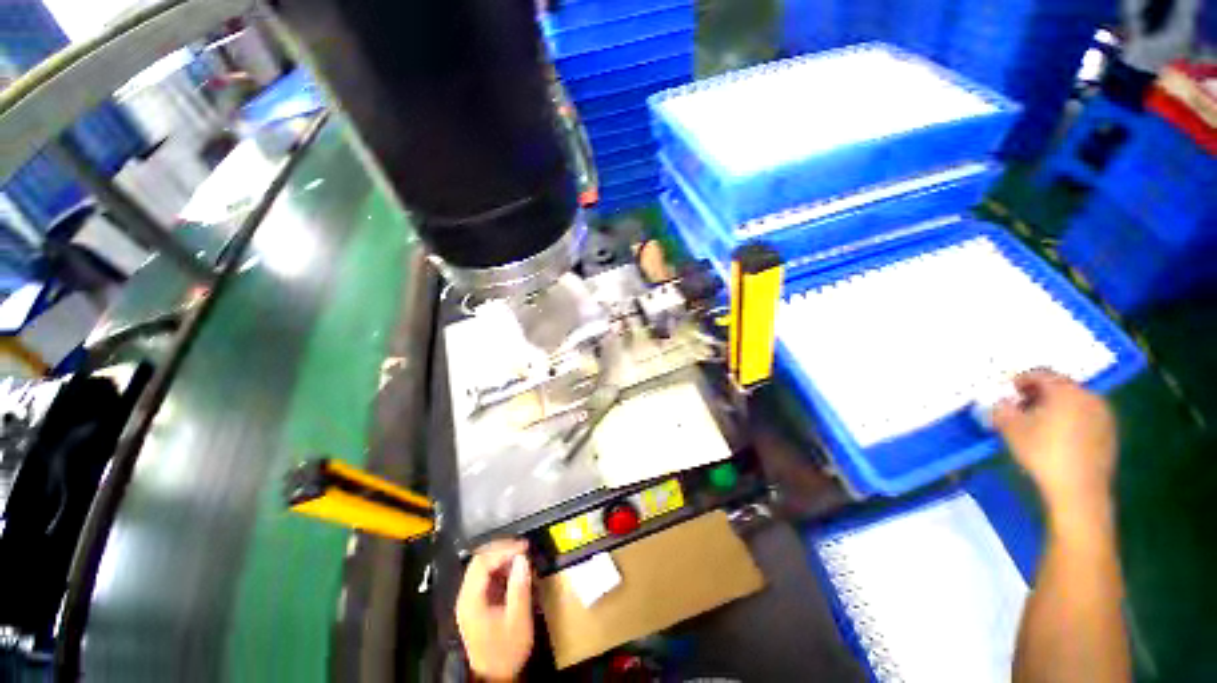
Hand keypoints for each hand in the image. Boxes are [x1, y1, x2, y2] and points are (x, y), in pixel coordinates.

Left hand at [456, 540, 533, 681]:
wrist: (495, 676)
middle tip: (523, 548)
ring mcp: (470, 599)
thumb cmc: (506, 651)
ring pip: (483, 566)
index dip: (503, 549)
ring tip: (521, 557)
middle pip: (480, 560)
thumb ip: (519, 587)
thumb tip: (522, 559)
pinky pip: (487, 576)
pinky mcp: (477, 602)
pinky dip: (501, 568)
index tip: (523, 547)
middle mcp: (466, 596)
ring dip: (502, 558)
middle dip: (502, 550)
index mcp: (471, 600)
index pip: (482, 562)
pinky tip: (515, 571)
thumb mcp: (517, 619)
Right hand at [992, 370, 1117, 521]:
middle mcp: (1088, 396)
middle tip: (1021, 407)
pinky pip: (1085, 417)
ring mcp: (1103, 415)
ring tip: (1038, 424)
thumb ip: (1002, 409)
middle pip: (1060, 386)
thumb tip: (1001, 403)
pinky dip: (1069, 420)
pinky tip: (1057, 438)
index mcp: (1065, 391)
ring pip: (1074, 402)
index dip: (1021, 380)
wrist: (1079, 489)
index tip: (1008, 391)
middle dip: (1039, 394)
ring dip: (1055, 407)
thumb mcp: (1011, 429)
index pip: (1041, 374)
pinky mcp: (1109, 433)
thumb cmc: (1043, 453)